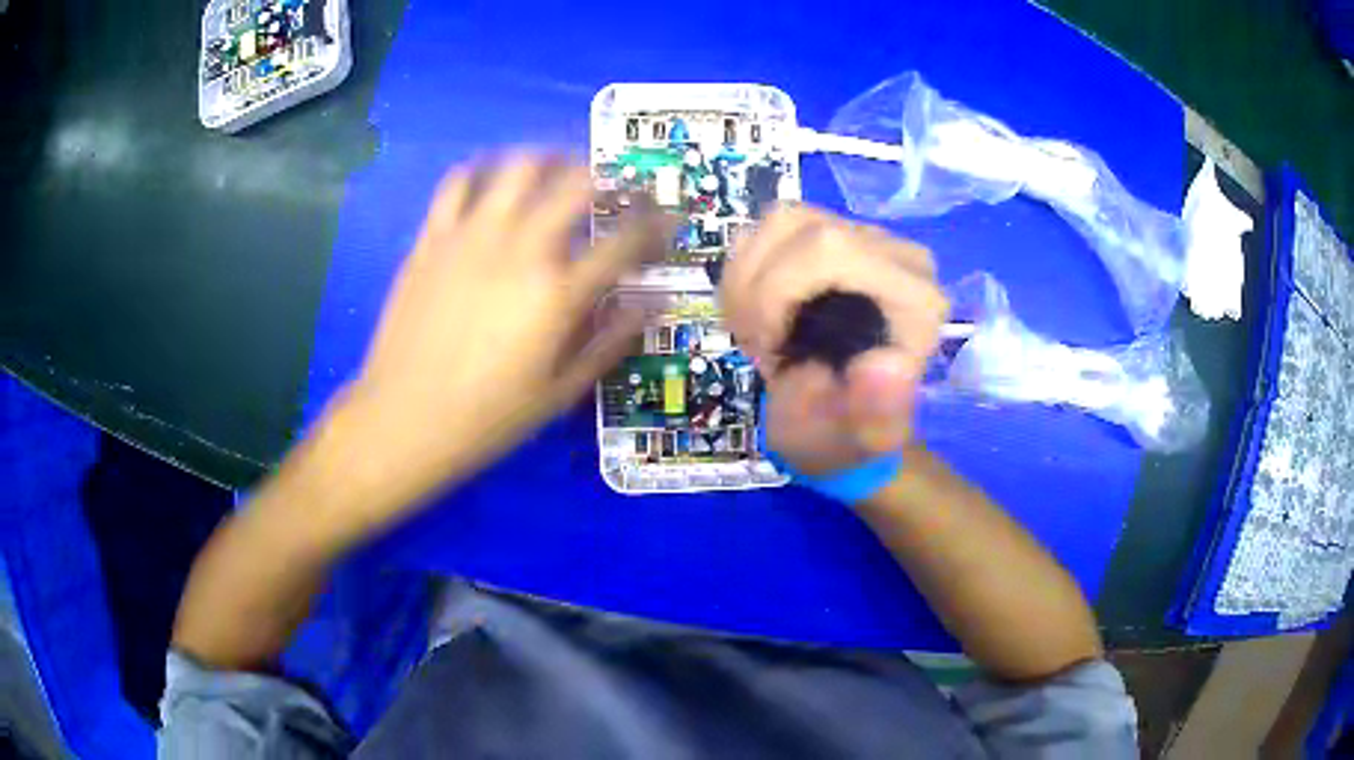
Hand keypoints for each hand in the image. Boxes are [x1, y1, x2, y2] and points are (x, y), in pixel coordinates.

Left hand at [328, 154, 669, 516]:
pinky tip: (494, 184)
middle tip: (617, 189)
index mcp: (557, 293)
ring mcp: (470, 236)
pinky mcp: (432, 238)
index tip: (667, 222)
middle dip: (610, 178)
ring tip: (559, 173)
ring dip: (550, 161)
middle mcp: (519, 248)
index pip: (626, 239)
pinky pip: (460, 181)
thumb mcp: (560, 393)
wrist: (403, 419)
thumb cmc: (487, 417)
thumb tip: (650, 304)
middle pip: (577, 183)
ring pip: (520, 166)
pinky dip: (485, 171)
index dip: (657, 225)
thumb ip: (610, 341)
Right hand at [720, 206, 947, 474]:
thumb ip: (877, 413)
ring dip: (747, 279)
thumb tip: (884, 365)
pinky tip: (754, 313)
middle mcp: (896, 255)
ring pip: (781, 220)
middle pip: (799, 227)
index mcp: (915, 298)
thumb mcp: (863, 441)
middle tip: (756, 347)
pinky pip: (770, 228)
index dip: (777, 292)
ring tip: (753, 331)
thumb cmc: (852, 434)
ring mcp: (863, 238)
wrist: (846, 424)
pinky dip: (746, 271)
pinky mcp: (833, 236)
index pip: (830, 250)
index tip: (767, 353)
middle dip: (757, 290)